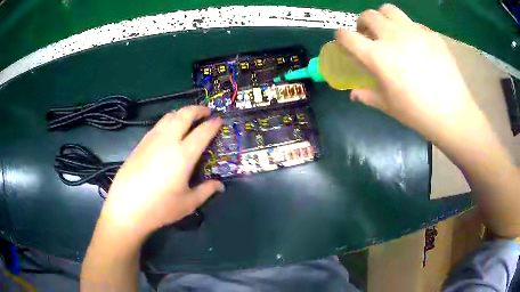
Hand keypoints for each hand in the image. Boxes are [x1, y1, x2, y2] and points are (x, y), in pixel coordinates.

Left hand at [96, 106, 223, 241]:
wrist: (126, 208)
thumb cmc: (159, 208)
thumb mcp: (188, 204)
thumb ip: (206, 191)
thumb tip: (220, 186)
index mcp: (183, 155)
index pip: (202, 132)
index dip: (213, 124)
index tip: (219, 120)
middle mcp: (168, 141)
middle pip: (184, 115)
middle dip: (198, 109)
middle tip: (206, 112)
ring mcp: (152, 140)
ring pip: (169, 116)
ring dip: (182, 112)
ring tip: (189, 117)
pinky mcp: (140, 143)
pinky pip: (158, 124)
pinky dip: (169, 120)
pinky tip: (169, 130)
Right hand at [336, 4, 483, 143]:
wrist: (452, 113)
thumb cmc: (417, 113)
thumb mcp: (388, 106)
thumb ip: (367, 95)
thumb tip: (354, 93)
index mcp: (377, 56)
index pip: (347, 36)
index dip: (341, 38)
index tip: (345, 43)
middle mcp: (392, 36)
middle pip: (367, 15)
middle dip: (363, 24)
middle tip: (370, 37)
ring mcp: (413, 31)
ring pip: (388, 10)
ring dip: (383, 18)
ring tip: (390, 32)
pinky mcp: (430, 33)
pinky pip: (412, 23)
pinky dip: (407, 29)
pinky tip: (416, 45)